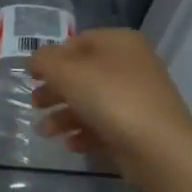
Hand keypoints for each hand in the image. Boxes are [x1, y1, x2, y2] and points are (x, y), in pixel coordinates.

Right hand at [30, 29, 191, 185]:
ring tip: (45, 132)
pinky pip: (104, 125)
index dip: (51, 58)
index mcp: (119, 43)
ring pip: (91, 102)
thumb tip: (35, 61)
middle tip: (34, 105)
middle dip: (54, 91)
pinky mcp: (139, 128)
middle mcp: (132, 66)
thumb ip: (44, 61)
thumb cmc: (110, 98)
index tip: (32, 76)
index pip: (77, 42)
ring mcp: (138, 99)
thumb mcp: (66, 71)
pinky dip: (84, 133)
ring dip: (63, 116)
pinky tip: (70, 145)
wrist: (159, 149)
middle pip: (83, 74)